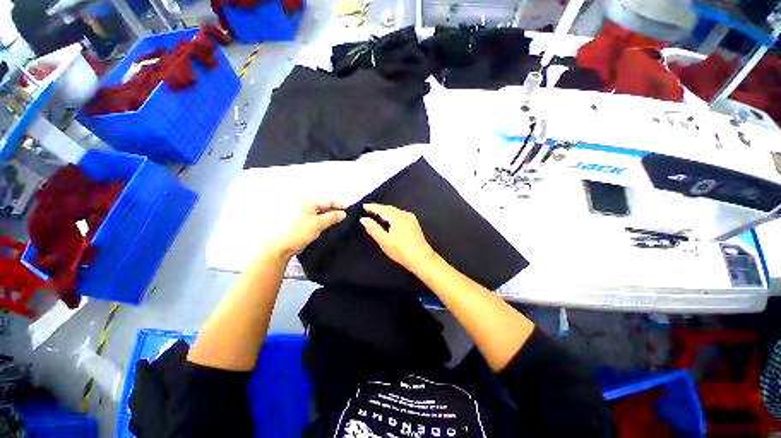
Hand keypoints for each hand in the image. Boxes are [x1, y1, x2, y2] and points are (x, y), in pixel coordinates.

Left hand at [271, 202, 345, 257]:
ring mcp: (304, 216)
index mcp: (307, 203)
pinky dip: (325, 223)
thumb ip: (332, 217)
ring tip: (339, 222)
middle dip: (335, 211)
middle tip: (345, 216)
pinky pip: (318, 221)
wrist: (283, 247)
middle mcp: (305, 208)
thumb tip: (342, 213)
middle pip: (325, 207)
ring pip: (322, 215)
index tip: (348, 209)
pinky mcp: (304, 225)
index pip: (327, 201)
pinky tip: (330, 227)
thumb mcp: (318, 223)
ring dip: (330, 218)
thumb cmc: (295, 233)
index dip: (339, 205)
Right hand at [360, 204, 435, 271]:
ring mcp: (411, 218)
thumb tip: (363, 219)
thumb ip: (373, 228)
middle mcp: (405, 214)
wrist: (421, 258)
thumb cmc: (401, 251)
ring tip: (376, 214)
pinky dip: (392, 215)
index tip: (364, 206)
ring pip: (395, 211)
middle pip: (389, 208)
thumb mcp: (384, 241)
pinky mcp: (414, 223)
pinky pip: (400, 214)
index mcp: (397, 217)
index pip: (382, 209)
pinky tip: (389, 220)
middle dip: (378, 208)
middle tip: (368, 210)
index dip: (372, 207)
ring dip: (385, 211)